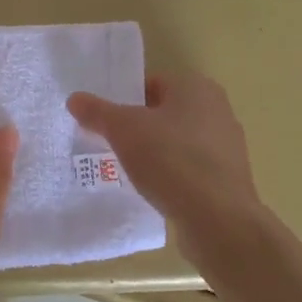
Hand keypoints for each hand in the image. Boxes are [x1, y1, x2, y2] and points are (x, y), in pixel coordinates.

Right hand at [67, 73, 262, 258]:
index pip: (151, 83)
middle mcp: (217, 110)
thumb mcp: (123, 130)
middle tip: (108, 144)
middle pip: (163, 113)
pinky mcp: (226, 178)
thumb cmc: (170, 159)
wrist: (217, 219)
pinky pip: (188, 168)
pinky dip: (170, 175)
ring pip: (176, 142)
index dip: (123, 99)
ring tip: (126, 170)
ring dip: (153, 153)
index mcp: (196, 87)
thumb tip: (75, 98)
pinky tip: (152, 190)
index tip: (103, 120)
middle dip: (136, 128)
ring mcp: (226, 146)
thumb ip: (98, 112)